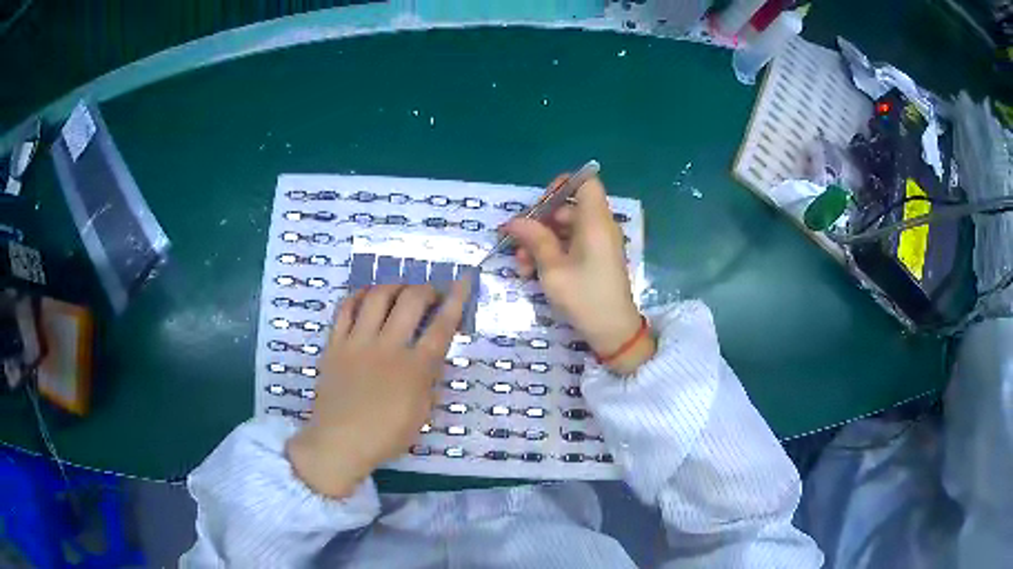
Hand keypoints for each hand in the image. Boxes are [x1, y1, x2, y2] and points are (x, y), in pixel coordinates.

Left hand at [286, 281, 468, 497]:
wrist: (339, 443)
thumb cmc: (385, 436)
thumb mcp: (421, 414)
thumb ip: (430, 382)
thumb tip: (435, 359)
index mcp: (415, 369)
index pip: (442, 326)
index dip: (457, 299)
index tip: (463, 281)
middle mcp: (388, 347)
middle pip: (411, 301)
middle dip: (426, 289)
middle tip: (429, 295)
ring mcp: (358, 342)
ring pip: (377, 297)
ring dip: (394, 286)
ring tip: (400, 291)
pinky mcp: (335, 344)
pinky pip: (345, 308)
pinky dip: (359, 295)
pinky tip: (367, 295)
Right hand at [503, 175, 654, 374]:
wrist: (613, 332)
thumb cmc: (584, 296)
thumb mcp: (553, 268)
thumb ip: (534, 239)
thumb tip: (513, 221)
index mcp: (595, 221)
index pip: (586, 183)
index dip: (562, 185)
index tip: (538, 202)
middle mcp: (599, 228)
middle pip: (568, 208)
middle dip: (539, 222)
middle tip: (516, 241)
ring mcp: (597, 245)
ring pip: (564, 230)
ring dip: (540, 242)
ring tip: (520, 264)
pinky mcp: (594, 261)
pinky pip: (571, 246)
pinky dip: (551, 254)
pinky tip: (531, 272)